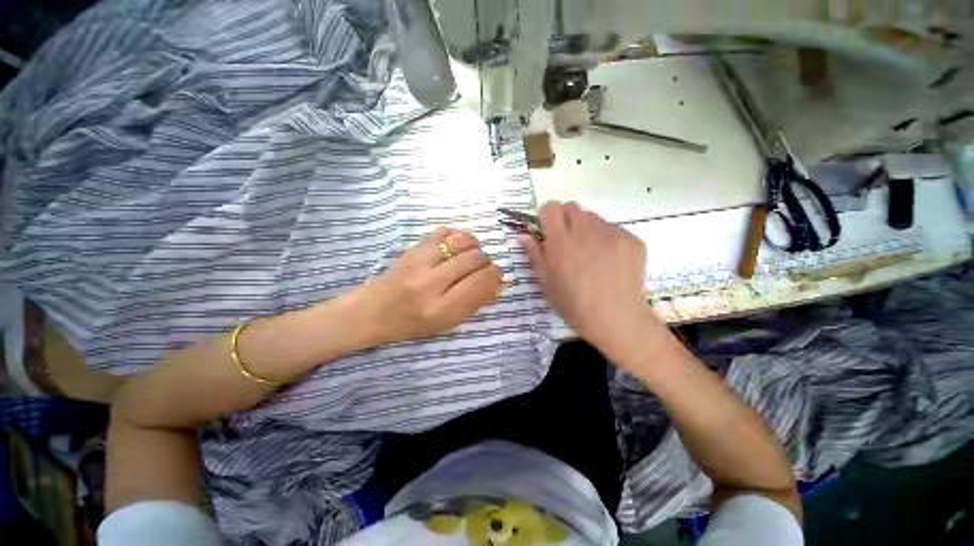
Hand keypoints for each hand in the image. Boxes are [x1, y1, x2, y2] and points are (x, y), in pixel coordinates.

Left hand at [353, 227, 503, 344]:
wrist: (373, 311)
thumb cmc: (413, 323)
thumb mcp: (447, 323)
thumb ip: (475, 303)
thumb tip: (500, 284)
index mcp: (441, 310)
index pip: (479, 284)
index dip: (495, 275)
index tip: (499, 273)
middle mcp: (430, 285)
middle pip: (474, 260)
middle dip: (487, 261)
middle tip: (485, 265)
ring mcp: (419, 263)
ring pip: (461, 242)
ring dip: (475, 245)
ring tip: (473, 253)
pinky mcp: (412, 248)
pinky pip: (444, 231)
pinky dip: (458, 235)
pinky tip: (458, 245)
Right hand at [520, 202, 659, 355]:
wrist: (617, 320)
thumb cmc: (574, 305)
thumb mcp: (546, 283)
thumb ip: (534, 255)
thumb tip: (523, 236)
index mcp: (561, 242)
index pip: (551, 207)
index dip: (547, 216)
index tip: (548, 231)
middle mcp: (586, 231)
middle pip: (572, 207)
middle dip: (566, 219)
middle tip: (568, 243)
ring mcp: (612, 233)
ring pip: (593, 218)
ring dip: (587, 229)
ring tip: (591, 254)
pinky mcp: (632, 239)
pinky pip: (613, 229)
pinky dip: (607, 239)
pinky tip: (610, 262)